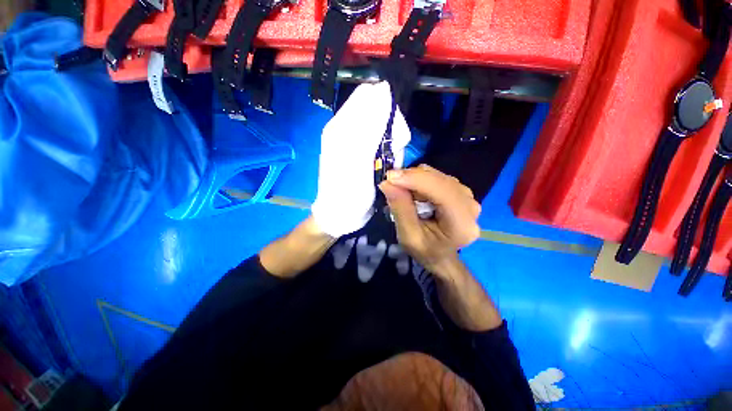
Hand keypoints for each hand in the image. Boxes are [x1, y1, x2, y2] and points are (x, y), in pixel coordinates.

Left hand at [311, 82, 410, 237]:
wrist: (341, 215)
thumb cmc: (348, 191)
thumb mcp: (358, 159)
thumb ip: (369, 125)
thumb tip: (382, 90)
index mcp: (341, 126)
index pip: (369, 96)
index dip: (387, 109)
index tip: (393, 133)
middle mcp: (347, 130)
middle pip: (380, 112)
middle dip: (392, 131)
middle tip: (391, 153)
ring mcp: (356, 142)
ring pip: (385, 130)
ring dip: (393, 146)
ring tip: (387, 164)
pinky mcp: (364, 154)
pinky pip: (384, 145)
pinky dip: (390, 154)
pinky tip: (386, 166)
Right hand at [378, 165, 480, 275]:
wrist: (440, 256)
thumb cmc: (425, 250)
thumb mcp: (408, 236)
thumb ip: (400, 208)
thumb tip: (387, 182)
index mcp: (462, 223)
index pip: (441, 191)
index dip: (415, 180)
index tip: (390, 177)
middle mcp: (470, 205)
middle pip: (439, 179)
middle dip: (411, 179)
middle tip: (391, 185)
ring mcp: (467, 196)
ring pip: (436, 175)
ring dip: (415, 180)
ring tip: (403, 194)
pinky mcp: (459, 190)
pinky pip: (436, 177)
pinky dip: (420, 181)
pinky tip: (414, 193)